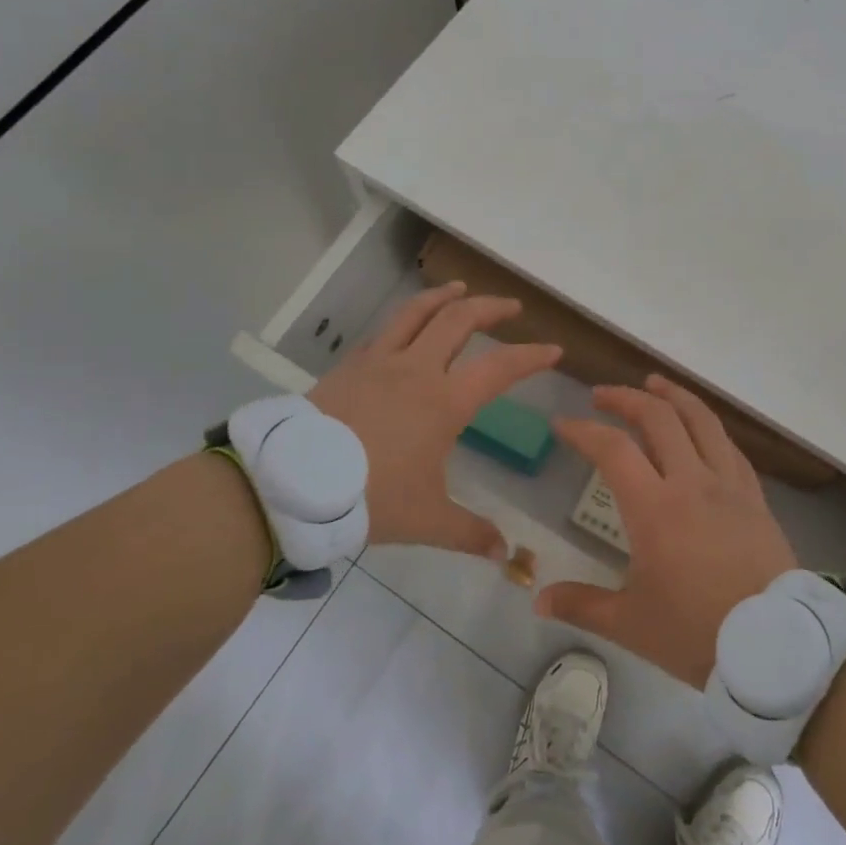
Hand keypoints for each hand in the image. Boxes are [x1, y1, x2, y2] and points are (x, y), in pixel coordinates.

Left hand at [311, 283, 559, 558]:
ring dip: (443, 297)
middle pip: (459, 320)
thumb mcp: (425, 519)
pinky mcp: (349, 367)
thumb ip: (469, 532)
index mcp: (444, 402)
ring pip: (416, 313)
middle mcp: (416, 370)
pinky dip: (404, 321)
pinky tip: (405, 328)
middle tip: (511, 307)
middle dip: (490, 308)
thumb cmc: (369, 497)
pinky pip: (383, 333)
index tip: (552, 350)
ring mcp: (378, 363)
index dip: (530, 357)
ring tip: (460, 289)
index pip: (499, 368)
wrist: (293, 484)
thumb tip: (504, 555)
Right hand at [538, 375, 796, 686]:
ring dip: (673, 395)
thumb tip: (536, 600)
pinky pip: (729, 446)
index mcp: (654, 508)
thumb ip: (582, 605)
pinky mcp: (754, 496)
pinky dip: (708, 426)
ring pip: (701, 420)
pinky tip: (700, 427)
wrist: (776, 646)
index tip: (563, 425)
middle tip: (602, 395)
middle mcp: (691, 482)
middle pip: (658, 418)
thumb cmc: (697, 633)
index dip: (583, 430)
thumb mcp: (631, 624)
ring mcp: (728, 485)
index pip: (612, 449)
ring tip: (653, 383)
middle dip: (625, 398)